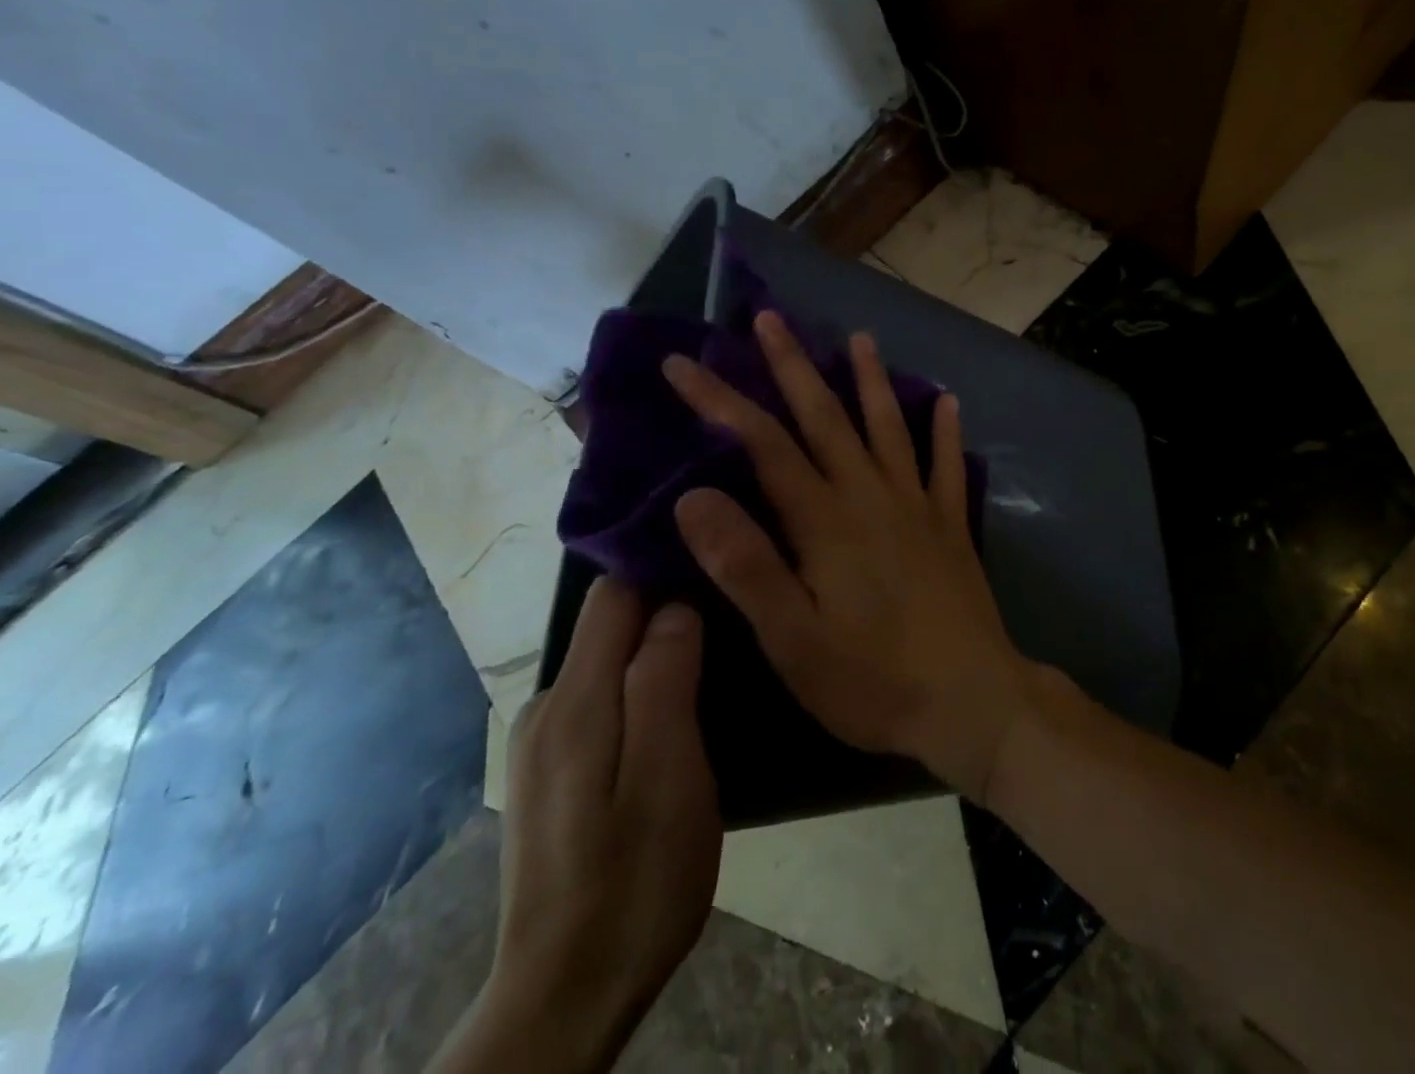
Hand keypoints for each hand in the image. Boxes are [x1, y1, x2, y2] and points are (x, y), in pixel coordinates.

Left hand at [431, 580, 719, 1073]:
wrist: (566, 997)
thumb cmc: (635, 883)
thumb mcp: (669, 778)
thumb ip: (664, 682)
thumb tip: (673, 606)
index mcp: (575, 702)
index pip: (613, 593)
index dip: (661, 565)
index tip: (715, 554)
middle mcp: (548, 708)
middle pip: (609, 624)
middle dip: (665, 605)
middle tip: (732, 605)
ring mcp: (545, 743)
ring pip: (608, 662)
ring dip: (656, 648)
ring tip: (716, 652)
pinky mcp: (555, 771)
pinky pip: (603, 697)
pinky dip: (640, 684)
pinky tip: (678, 709)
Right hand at [664, 310, 1038, 801]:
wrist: (970, 699)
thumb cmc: (872, 678)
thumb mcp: (792, 637)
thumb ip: (745, 565)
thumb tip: (694, 497)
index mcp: (825, 519)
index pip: (763, 444)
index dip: (720, 401)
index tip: (682, 363)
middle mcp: (870, 495)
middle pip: (825, 417)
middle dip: (793, 365)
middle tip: (770, 319)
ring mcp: (917, 504)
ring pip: (887, 427)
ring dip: (870, 380)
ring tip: (861, 337)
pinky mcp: (949, 524)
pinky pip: (947, 465)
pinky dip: (945, 431)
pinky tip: (947, 401)